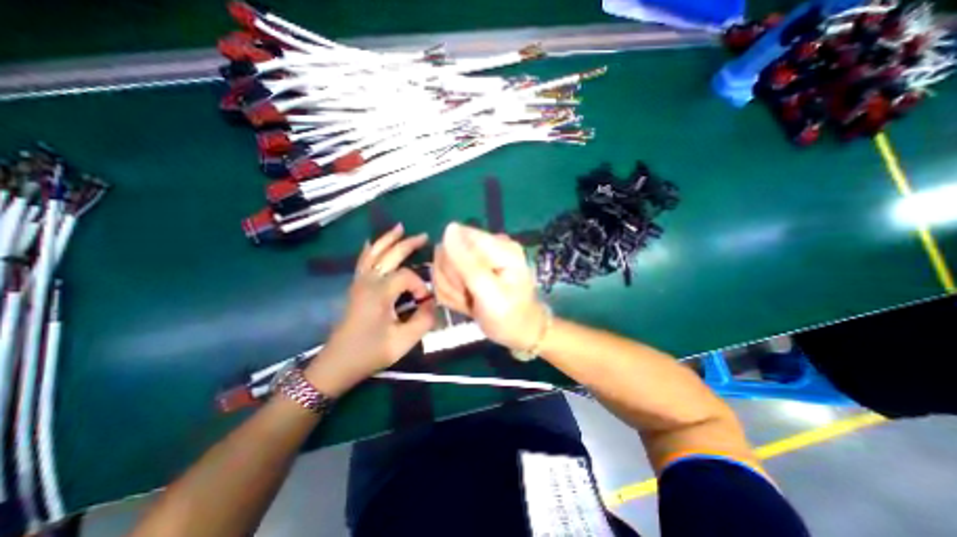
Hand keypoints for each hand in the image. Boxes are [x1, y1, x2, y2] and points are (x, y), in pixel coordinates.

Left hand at [306, 224, 435, 396]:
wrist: (337, 364)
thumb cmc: (370, 352)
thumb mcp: (403, 341)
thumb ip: (424, 320)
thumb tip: (432, 303)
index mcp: (379, 292)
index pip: (406, 276)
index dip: (420, 285)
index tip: (424, 302)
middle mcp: (368, 282)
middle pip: (389, 254)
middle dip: (407, 244)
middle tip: (424, 236)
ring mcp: (359, 283)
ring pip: (373, 253)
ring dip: (387, 240)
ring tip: (399, 228)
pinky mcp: (355, 288)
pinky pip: (363, 261)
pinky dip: (371, 249)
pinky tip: (373, 243)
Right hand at [432, 223, 545, 352]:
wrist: (519, 332)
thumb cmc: (510, 316)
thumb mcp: (490, 293)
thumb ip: (468, 263)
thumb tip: (449, 228)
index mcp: (499, 246)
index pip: (457, 237)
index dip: (453, 263)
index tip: (465, 285)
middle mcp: (488, 246)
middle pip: (447, 251)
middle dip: (452, 280)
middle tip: (469, 297)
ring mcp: (479, 257)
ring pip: (443, 265)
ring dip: (451, 289)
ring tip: (469, 301)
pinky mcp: (471, 269)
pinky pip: (446, 276)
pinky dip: (452, 292)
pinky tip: (467, 301)